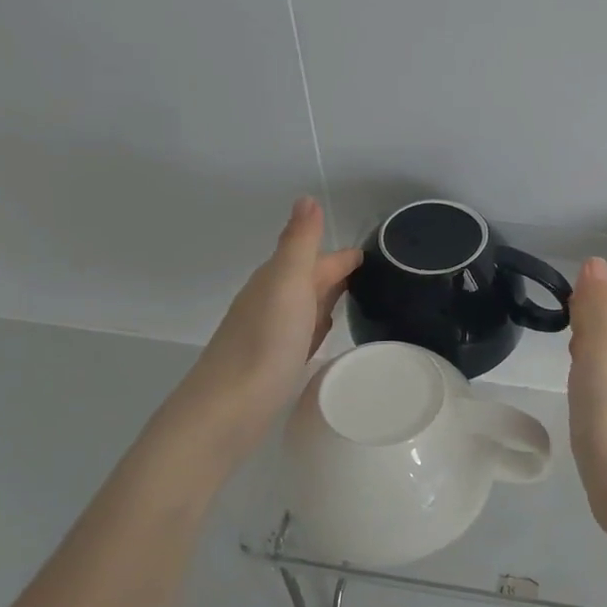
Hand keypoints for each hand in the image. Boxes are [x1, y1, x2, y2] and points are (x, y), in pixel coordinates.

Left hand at [157, 198, 361, 454]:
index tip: (378, 253)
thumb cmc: (263, 343)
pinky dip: (317, 326)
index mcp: (276, 280)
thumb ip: (299, 243)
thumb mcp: (286, 284)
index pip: (318, 259)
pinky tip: (325, 333)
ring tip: (359, 298)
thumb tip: (307, 197)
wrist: (228, 409)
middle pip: (311, 280)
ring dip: (328, 298)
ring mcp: (271, 334)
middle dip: (337, 273)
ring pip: (306, 306)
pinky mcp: (273, 363)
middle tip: (376, 274)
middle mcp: (271, 302)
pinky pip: (302, 333)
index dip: (345, 256)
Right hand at [566, 258, 606, 540]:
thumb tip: (595, 261)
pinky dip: (586, 389)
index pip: (601, 317)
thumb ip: (596, 310)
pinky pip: (593, 402)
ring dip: (587, 356)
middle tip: (564, 311)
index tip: (566, 290)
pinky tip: (580, 397)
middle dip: (587, 325)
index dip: (586, 302)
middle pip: (602, 342)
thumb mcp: (602, 350)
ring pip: (599, 371)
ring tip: (569, 346)